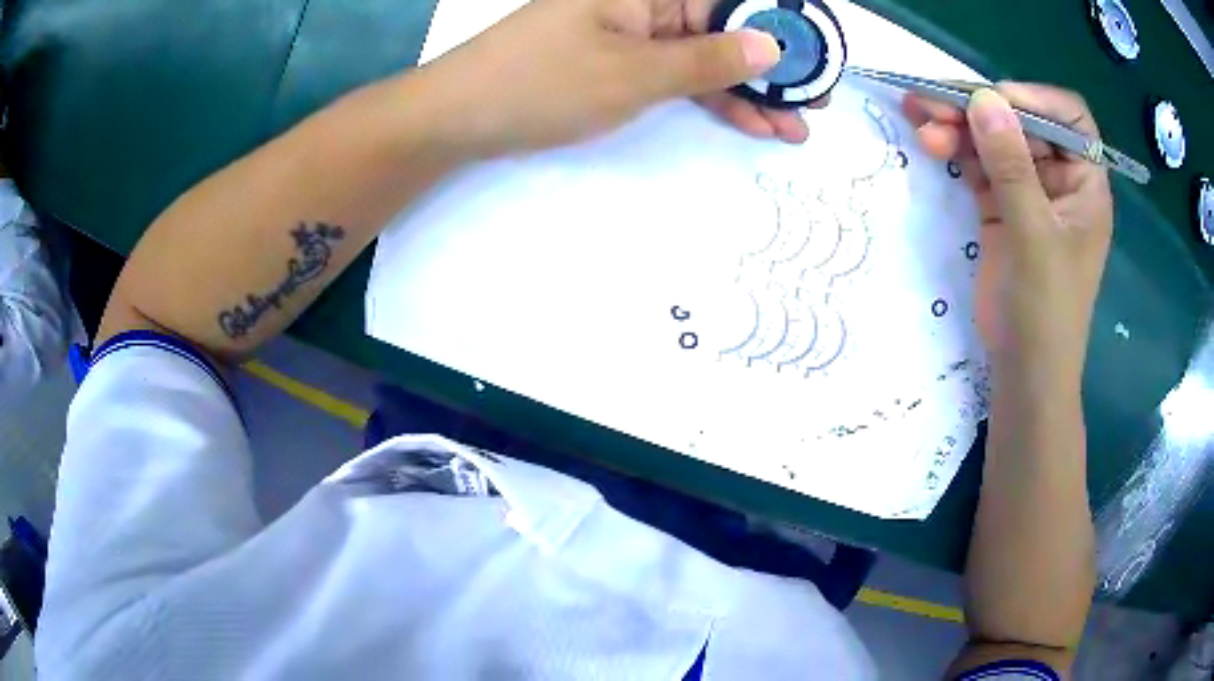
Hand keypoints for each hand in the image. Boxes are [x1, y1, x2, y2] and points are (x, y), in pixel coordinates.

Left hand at [413, 0, 802, 158]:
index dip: (782, 27)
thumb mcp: (634, 73)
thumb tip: (773, 45)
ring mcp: (635, 32)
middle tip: (814, 104)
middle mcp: (646, 1)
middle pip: (726, 26)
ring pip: (707, 55)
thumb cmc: (541, 82)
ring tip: (793, 126)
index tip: (818, 60)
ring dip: (749, 90)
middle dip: (773, 66)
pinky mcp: (622, 61)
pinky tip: (749, 121)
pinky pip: (679, 74)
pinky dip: (712, 98)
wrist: (461, 115)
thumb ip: (709, 60)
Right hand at [904, 84, 1112, 383]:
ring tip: (919, 119)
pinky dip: (954, 150)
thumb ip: (1012, 167)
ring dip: (958, 126)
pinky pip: (977, 164)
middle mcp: (1059, 178)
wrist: (1023, 370)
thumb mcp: (1034, 237)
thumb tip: (983, 98)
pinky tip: (929, 141)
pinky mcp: (1001, 206)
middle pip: (1021, 122)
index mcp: (1085, 183)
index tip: (993, 102)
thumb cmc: (1046, 312)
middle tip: (933, 101)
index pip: (1069, 118)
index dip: (1034, 100)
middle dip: (980, 109)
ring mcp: (1028, 191)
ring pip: (994, 140)